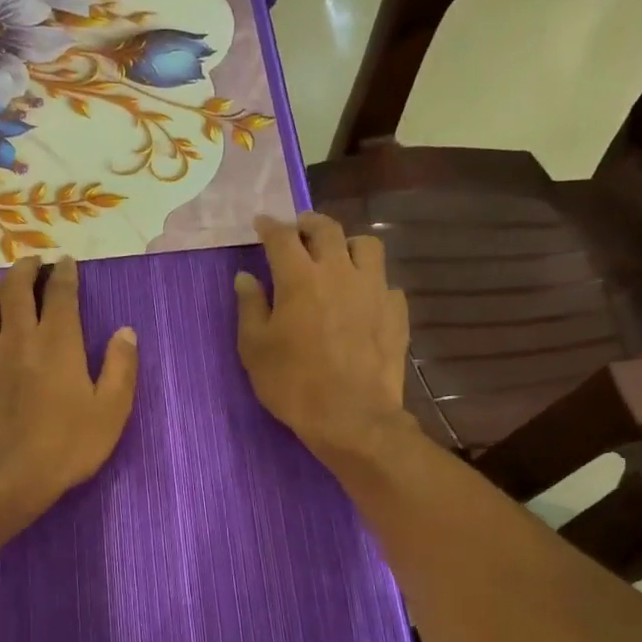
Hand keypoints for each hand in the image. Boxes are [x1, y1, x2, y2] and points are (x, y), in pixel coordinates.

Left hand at [0, 255, 138, 510]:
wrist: (11, 476)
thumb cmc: (69, 444)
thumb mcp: (112, 410)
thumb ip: (121, 367)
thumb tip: (125, 332)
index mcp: (57, 341)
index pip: (59, 293)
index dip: (64, 273)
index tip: (66, 262)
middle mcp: (18, 337)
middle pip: (15, 287)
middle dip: (26, 269)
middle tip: (34, 263)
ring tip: (2, 284)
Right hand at [235, 213, 413, 466]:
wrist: (351, 417)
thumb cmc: (293, 384)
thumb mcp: (255, 349)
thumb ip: (250, 307)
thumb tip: (245, 277)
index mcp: (299, 277)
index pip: (282, 236)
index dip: (269, 226)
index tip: (261, 224)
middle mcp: (339, 271)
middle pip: (327, 229)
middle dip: (309, 224)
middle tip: (299, 231)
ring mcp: (373, 289)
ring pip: (366, 245)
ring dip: (348, 244)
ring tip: (339, 258)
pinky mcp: (396, 311)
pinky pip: (385, 282)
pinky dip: (371, 283)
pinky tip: (363, 299)